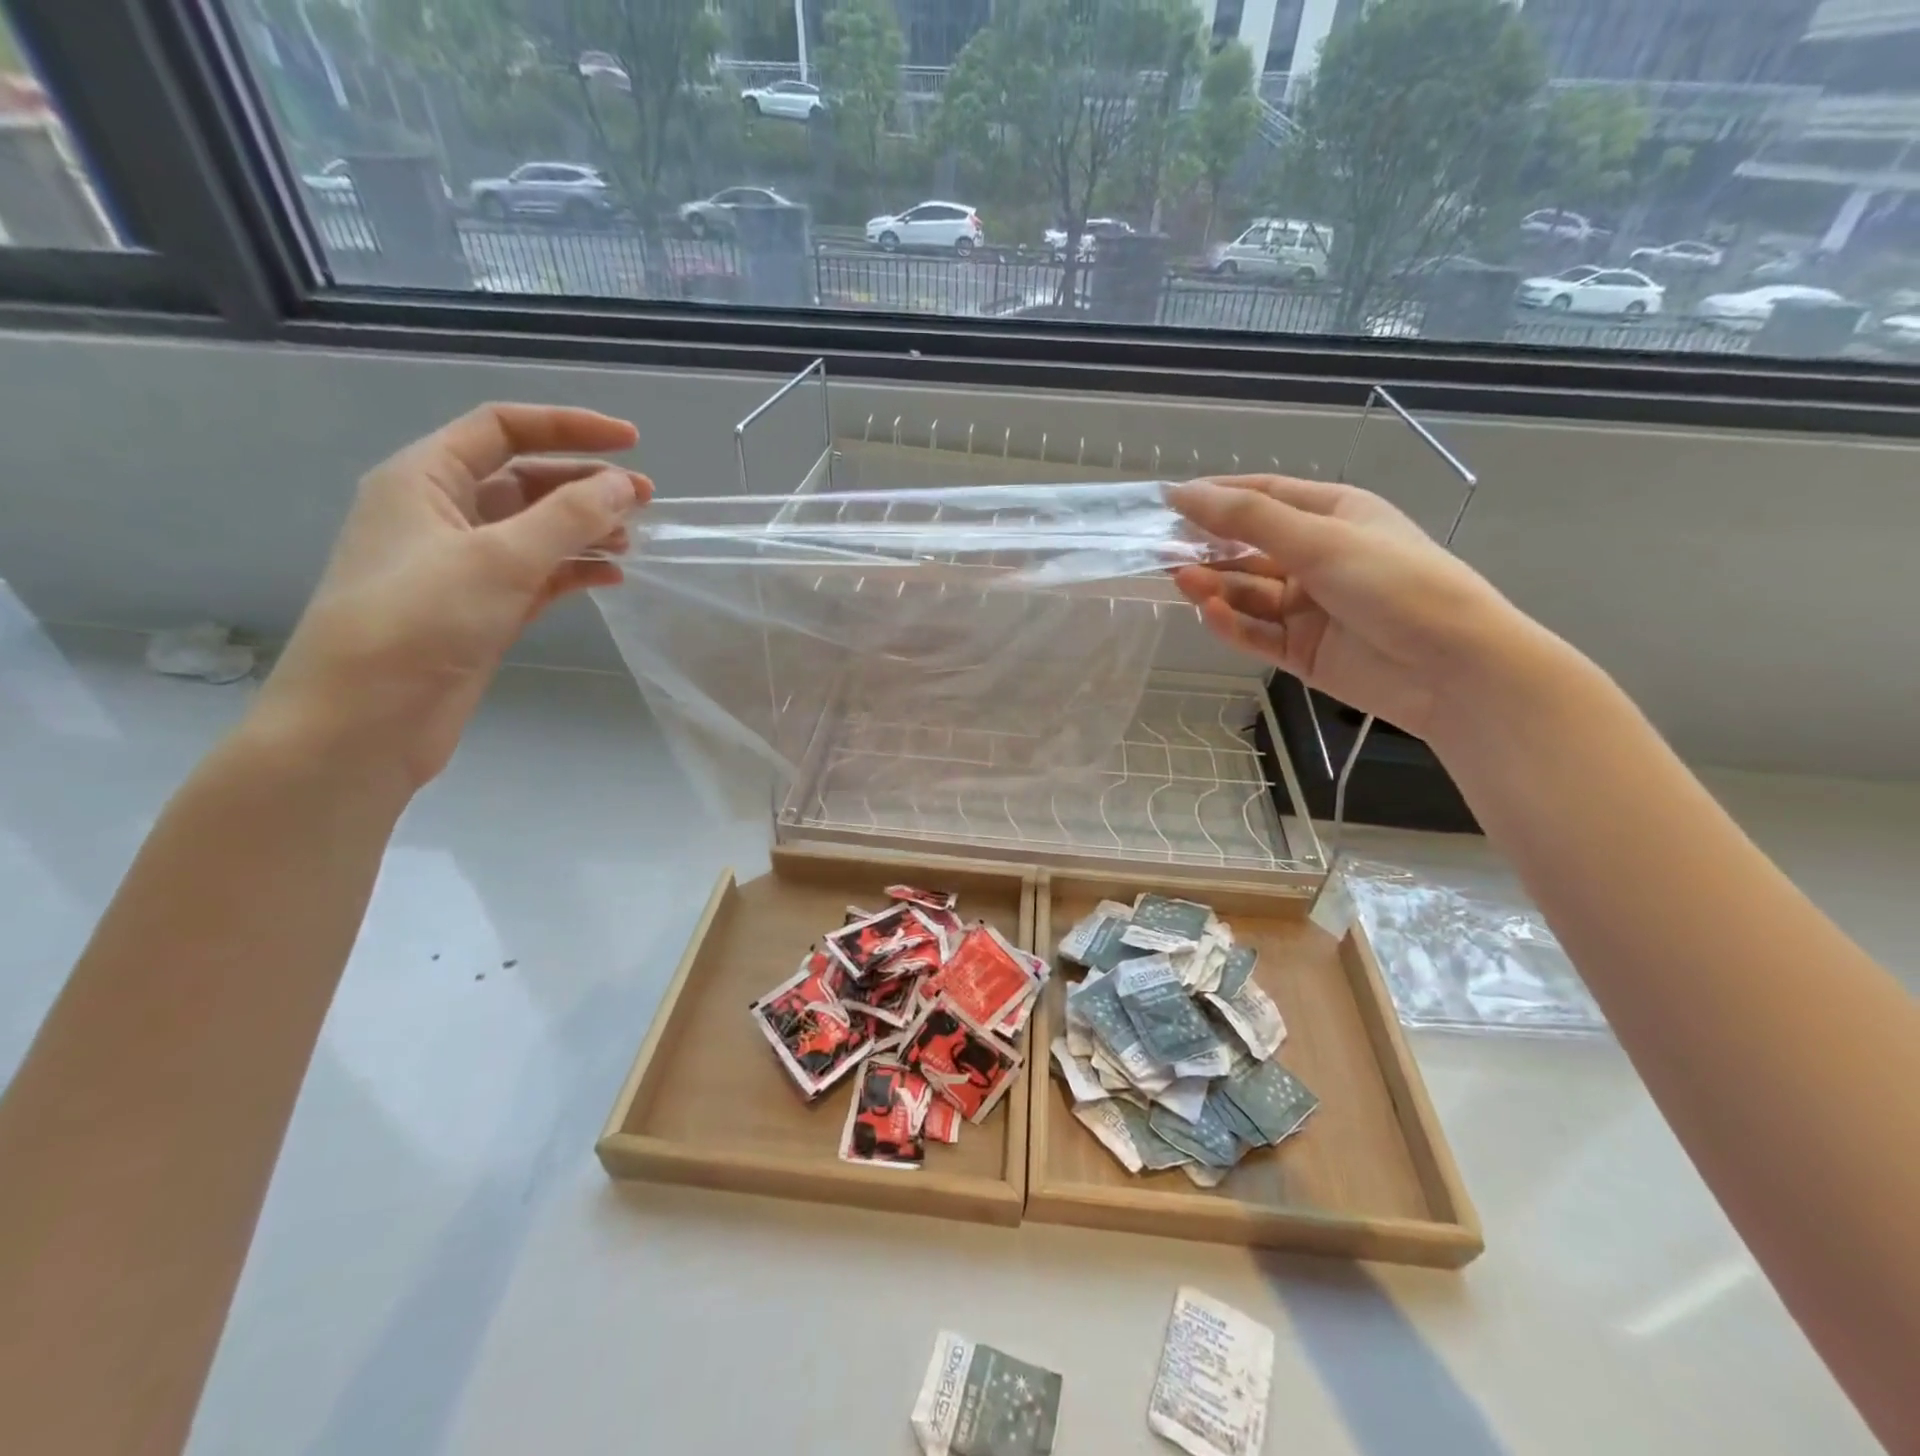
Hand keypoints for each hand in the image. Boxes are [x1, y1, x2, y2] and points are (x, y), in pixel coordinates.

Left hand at [248, 403, 650, 791]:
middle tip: (644, 501)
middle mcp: (442, 514)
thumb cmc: (419, 622)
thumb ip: (568, 517)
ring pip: (536, 531)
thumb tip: (623, 484)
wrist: (364, 721)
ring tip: (633, 543)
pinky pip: (538, 576)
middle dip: (585, 484)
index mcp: (425, 479)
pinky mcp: (482, 610)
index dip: (568, 427)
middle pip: (525, 480)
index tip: (631, 442)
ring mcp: (463, 566)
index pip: (502, 429)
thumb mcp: (499, 558)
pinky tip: (611, 578)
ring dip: (585, 530)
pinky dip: (575, 571)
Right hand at [1169, 475, 1532, 741]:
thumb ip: (1247, 520)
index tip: (1167, 503)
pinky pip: (1255, 632)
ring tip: (1181, 581)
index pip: (1264, 497)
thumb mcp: (1320, 540)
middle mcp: (1318, 558)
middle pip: (1248, 548)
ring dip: (1215, 586)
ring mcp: (1308, 607)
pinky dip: (1231, 624)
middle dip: (1207, 548)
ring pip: (1246, 593)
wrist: (1452, 668)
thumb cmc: (1395, 584)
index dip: (1216, 497)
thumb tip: (1183, 494)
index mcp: (1333, 516)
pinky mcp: (1301, 650)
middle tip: (1160, 553)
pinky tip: (1209, 614)